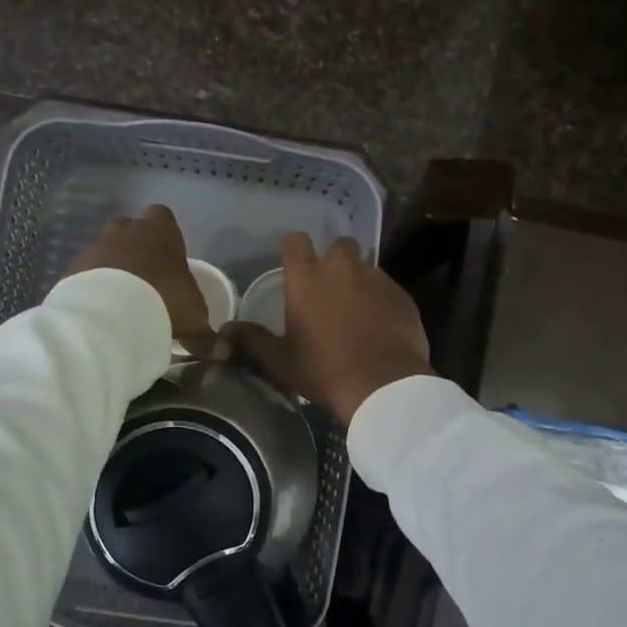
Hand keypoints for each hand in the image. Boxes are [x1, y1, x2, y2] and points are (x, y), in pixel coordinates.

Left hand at [65, 206, 214, 354]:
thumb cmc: (164, 301)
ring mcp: (95, 246)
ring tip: (123, 303)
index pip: (163, 218)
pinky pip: (87, 275)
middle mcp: (125, 229)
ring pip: (107, 252)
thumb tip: (223, 351)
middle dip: (137, 252)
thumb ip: (206, 332)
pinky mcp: (73, 268)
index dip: (167, 238)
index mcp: (160, 230)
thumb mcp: (195, 318)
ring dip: (113, 271)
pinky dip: (94, 289)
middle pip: (131, 232)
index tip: (170, 262)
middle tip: (147, 283)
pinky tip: (103, 313)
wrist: (110, 315)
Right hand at [226, 233, 432, 422]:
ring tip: (357, 310)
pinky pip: (388, 289)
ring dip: (359, 281)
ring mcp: (377, 280)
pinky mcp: (402, 296)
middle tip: (330, 288)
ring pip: (366, 267)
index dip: (293, 248)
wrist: (383, 385)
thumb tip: (224, 331)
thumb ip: (252, 340)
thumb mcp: (281, 360)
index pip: (295, 241)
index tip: (293, 264)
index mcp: (307, 279)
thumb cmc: (324, 370)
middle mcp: (342, 269)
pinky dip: (382, 300)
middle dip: (334, 259)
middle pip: (339, 245)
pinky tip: (380, 325)